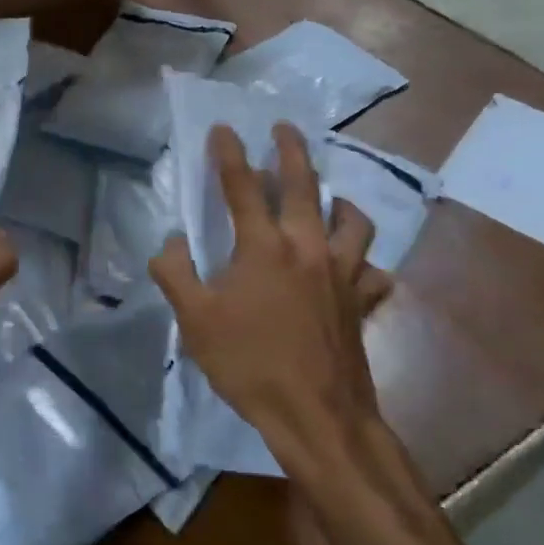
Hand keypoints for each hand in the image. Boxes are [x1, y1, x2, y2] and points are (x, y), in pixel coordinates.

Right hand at [149, 122, 393, 486]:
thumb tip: (171, 242)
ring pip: (352, 221)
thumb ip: (174, 273)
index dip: (229, 154)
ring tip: (327, 198)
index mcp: (263, 247)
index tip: (223, 128)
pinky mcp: (362, 302)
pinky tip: (352, 267)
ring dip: (338, 200)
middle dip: (292, 151)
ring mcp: (342, 274)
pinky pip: (372, 271)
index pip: (242, 186)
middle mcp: (308, 248)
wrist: (316, 416)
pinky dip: (363, 262)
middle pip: (304, 186)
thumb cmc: (249, 364)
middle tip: (285, 128)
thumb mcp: (194, 320)